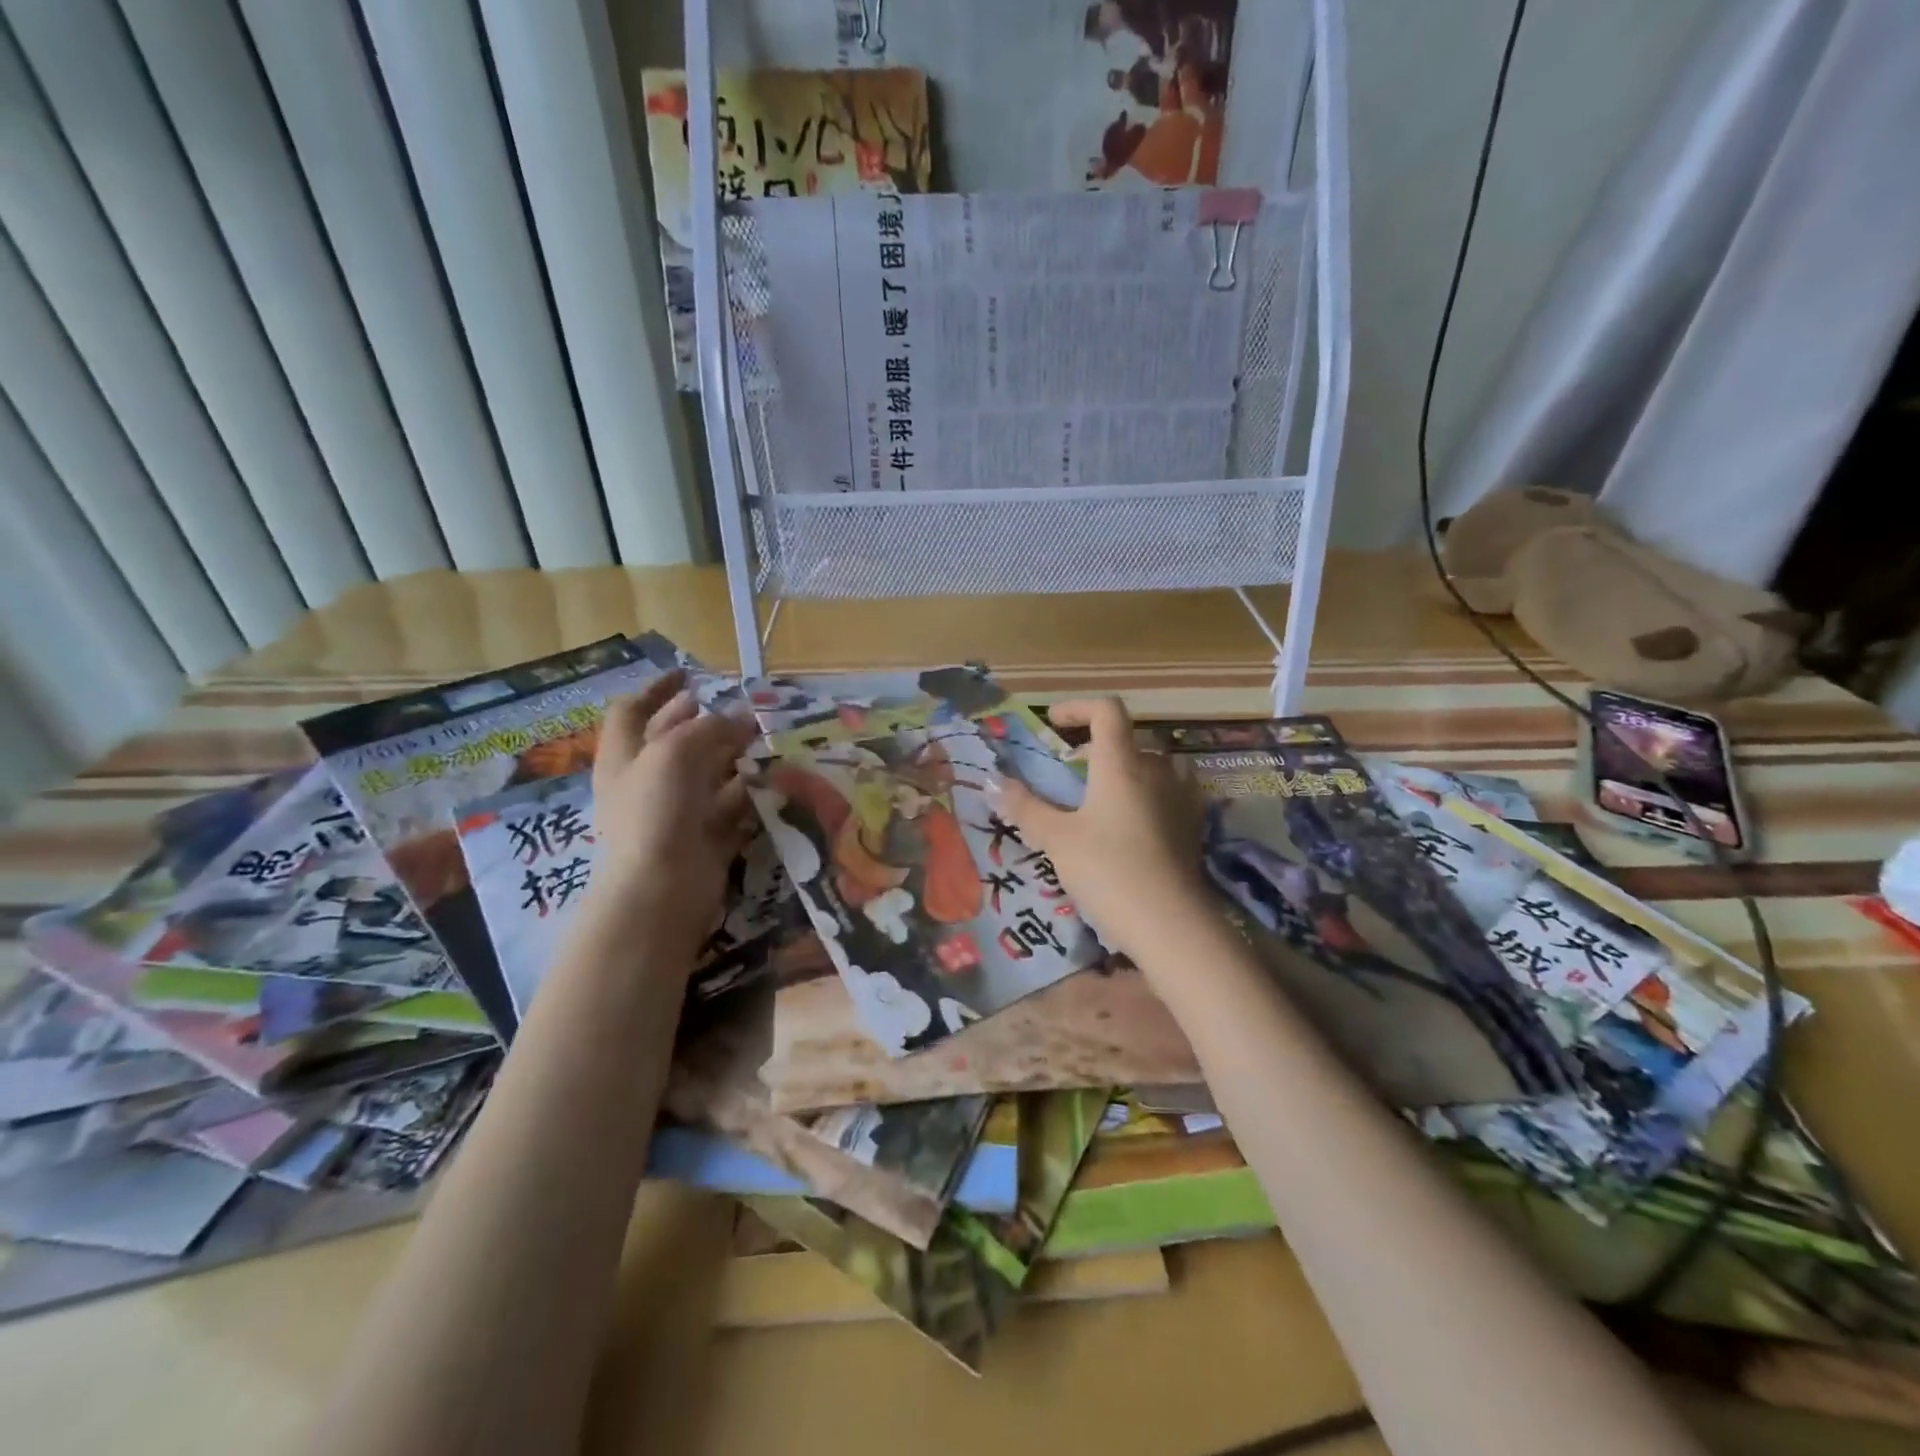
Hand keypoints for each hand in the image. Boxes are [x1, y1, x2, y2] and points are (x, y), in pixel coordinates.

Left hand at [586, 671, 758, 954]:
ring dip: (734, 757)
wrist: (661, 889)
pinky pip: (730, 809)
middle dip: (705, 722)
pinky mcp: (704, 839)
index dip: (657, 688)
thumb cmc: (655, 811)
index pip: (632, 710)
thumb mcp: (676, 751)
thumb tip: (740, 717)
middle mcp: (646, 782)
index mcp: (624, 757)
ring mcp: (675, 813)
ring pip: (707, 775)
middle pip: (673, 741)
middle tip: (741, 709)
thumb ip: (709, 727)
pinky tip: (772, 782)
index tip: (689, 674)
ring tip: (765, 741)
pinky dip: (748, 795)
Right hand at [995, 697, 1210, 963]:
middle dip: (1096, 746)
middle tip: (1070, 771)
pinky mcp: (1193, 826)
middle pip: (1129, 738)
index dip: (1077, 708)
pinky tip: (1131, 826)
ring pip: (1153, 765)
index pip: (1107, 710)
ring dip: (1126, 769)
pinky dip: (1147, 795)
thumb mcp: (1057, 839)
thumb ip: (1025, 806)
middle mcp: (1156, 770)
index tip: (1052, 725)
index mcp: (1121, 763)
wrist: (1170, 924)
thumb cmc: (1107, 870)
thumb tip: (992, 781)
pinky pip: (1170, 793)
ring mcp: (1181, 797)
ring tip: (1101, 798)